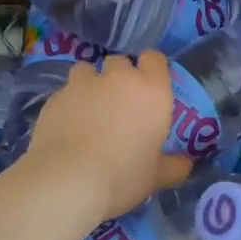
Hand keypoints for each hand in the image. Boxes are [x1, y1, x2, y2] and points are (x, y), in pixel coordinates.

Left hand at [24, 52, 193, 222]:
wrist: (67, 181)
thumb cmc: (123, 176)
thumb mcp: (155, 177)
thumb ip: (172, 166)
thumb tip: (185, 165)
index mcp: (151, 91)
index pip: (155, 59)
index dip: (152, 69)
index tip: (150, 86)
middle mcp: (118, 78)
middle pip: (120, 62)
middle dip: (120, 77)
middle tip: (120, 104)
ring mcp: (83, 84)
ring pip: (87, 70)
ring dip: (91, 84)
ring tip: (89, 110)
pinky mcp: (55, 97)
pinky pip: (65, 92)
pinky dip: (68, 104)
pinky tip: (66, 127)